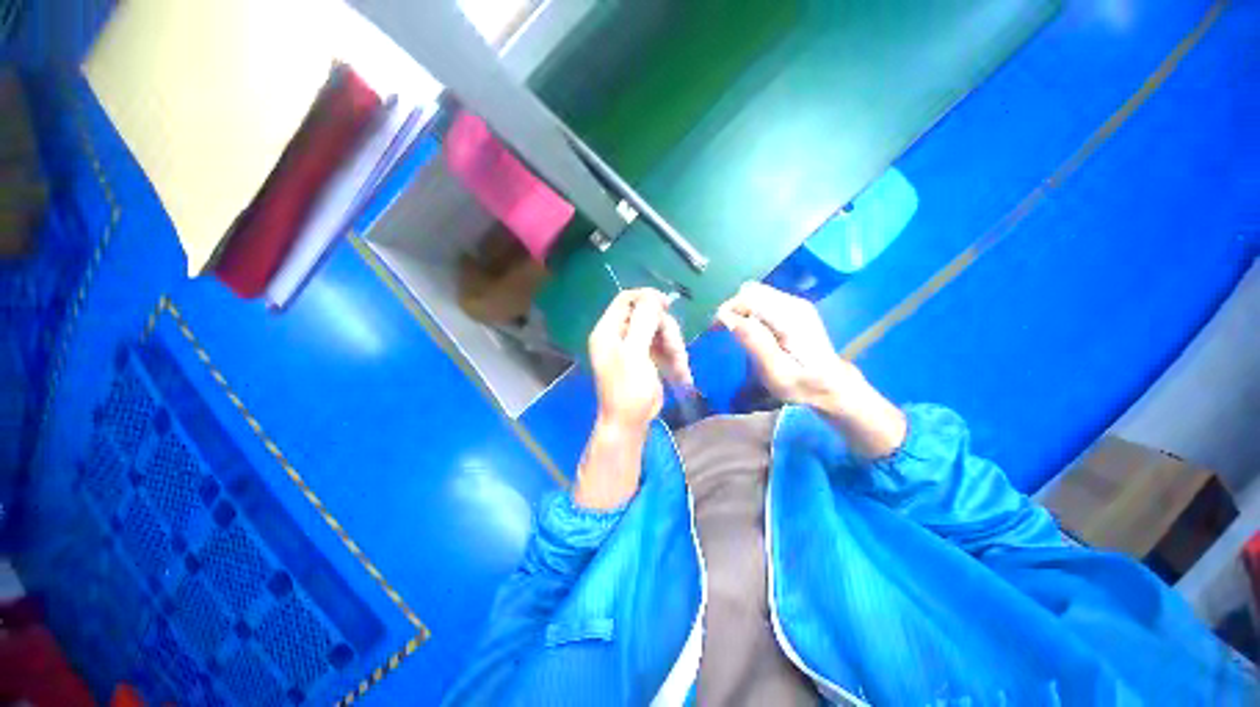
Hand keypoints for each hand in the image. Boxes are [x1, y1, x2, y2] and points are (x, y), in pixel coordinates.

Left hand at [577, 289, 689, 508]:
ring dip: (674, 348)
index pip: (626, 300)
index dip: (647, 298)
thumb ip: (643, 322)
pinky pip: (663, 347)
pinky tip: (682, 374)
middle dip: (667, 332)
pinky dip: (674, 358)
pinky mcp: (645, 358)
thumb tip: (653, 296)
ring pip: (660, 332)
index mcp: (608, 331)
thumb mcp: (635, 354)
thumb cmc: (628, 389)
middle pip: (648, 316)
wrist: (630, 422)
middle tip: (677, 350)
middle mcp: (619, 335)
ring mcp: (633, 347)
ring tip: (681, 368)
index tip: (667, 306)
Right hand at [717, 282, 860, 410]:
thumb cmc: (802, 385)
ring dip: (740, 309)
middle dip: (732, 308)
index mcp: (790, 317)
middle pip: (751, 291)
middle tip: (724, 332)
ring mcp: (795, 304)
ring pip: (755, 293)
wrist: (832, 387)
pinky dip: (749, 311)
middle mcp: (793, 303)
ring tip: (735, 332)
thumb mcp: (776, 372)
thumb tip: (727, 318)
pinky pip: (763, 300)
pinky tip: (750, 330)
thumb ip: (753, 342)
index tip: (715, 331)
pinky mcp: (794, 309)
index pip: (748, 297)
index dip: (727, 310)